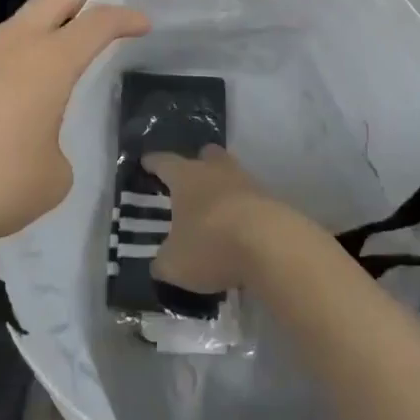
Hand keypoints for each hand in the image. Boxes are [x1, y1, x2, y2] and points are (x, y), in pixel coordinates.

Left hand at [0, 0, 148, 255]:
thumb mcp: (53, 178)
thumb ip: (56, 146)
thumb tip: (36, 142)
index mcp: (49, 61)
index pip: (97, 22)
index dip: (124, 18)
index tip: (142, 23)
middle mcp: (11, 46)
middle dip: (82, 2)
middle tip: (96, 23)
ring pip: (15, 26)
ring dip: (40, 37)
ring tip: (49, 75)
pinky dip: (8, 67)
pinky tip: (3, 109)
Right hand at [142, 146, 277, 293]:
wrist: (272, 246)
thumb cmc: (211, 244)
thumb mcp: (175, 264)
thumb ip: (163, 262)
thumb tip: (160, 263)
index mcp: (186, 177)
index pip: (164, 162)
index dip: (154, 162)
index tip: (147, 161)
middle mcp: (216, 171)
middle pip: (207, 156)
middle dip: (198, 164)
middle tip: (190, 179)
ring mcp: (248, 183)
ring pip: (232, 176)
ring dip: (224, 189)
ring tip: (216, 211)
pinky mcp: (272, 201)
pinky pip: (251, 200)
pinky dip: (244, 212)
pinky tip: (240, 232)